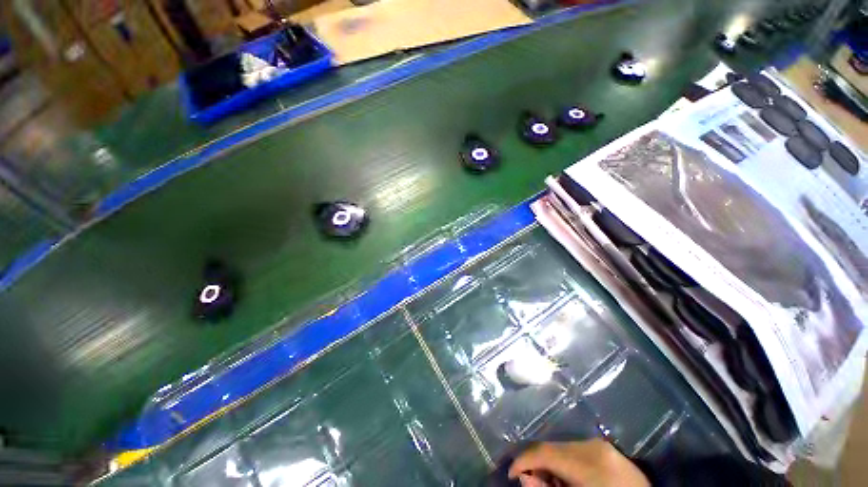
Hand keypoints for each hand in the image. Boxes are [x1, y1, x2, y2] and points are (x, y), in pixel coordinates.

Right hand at [507, 439, 649, 486]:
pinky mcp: (608, 450)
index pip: (543, 451)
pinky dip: (567, 464)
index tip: (511, 473)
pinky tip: (569, 479)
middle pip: (553, 448)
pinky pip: (578, 451)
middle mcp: (592, 444)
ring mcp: (602, 445)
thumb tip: (524, 477)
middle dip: (538, 463)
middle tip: (532, 482)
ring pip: (563, 448)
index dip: (523, 460)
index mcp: (587, 459)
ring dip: (552, 463)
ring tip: (552, 482)